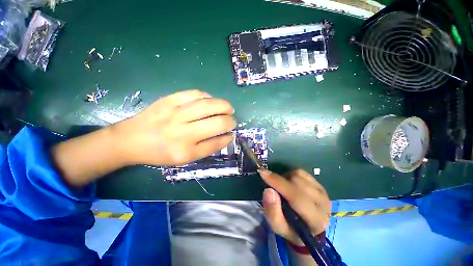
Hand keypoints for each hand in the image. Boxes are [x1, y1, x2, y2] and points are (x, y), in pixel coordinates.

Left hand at [115, 90, 235, 165]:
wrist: (131, 139)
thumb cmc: (160, 152)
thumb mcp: (184, 158)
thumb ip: (207, 148)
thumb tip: (225, 135)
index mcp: (186, 152)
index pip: (216, 142)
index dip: (228, 137)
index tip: (231, 134)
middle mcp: (182, 133)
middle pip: (217, 123)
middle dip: (230, 121)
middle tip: (232, 120)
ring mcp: (176, 114)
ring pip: (209, 105)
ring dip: (224, 106)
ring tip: (228, 108)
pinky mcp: (169, 100)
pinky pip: (196, 94)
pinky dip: (208, 97)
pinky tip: (210, 101)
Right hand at [260, 169, 330, 245]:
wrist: (307, 228)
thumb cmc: (291, 229)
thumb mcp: (278, 226)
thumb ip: (272, 211)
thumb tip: (268, 190)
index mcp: (315, 220)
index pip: (296, 197)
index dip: (278, 183)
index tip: (262, 173)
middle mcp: (323, 204)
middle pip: (297, 182)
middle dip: (280, 181)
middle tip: (271, 185)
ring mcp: (323, 192)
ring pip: (299, 175)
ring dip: (286, 178)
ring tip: (282, 187)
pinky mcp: (320, 185)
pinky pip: (302, 172)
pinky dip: (291, 174)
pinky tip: (290, 183)